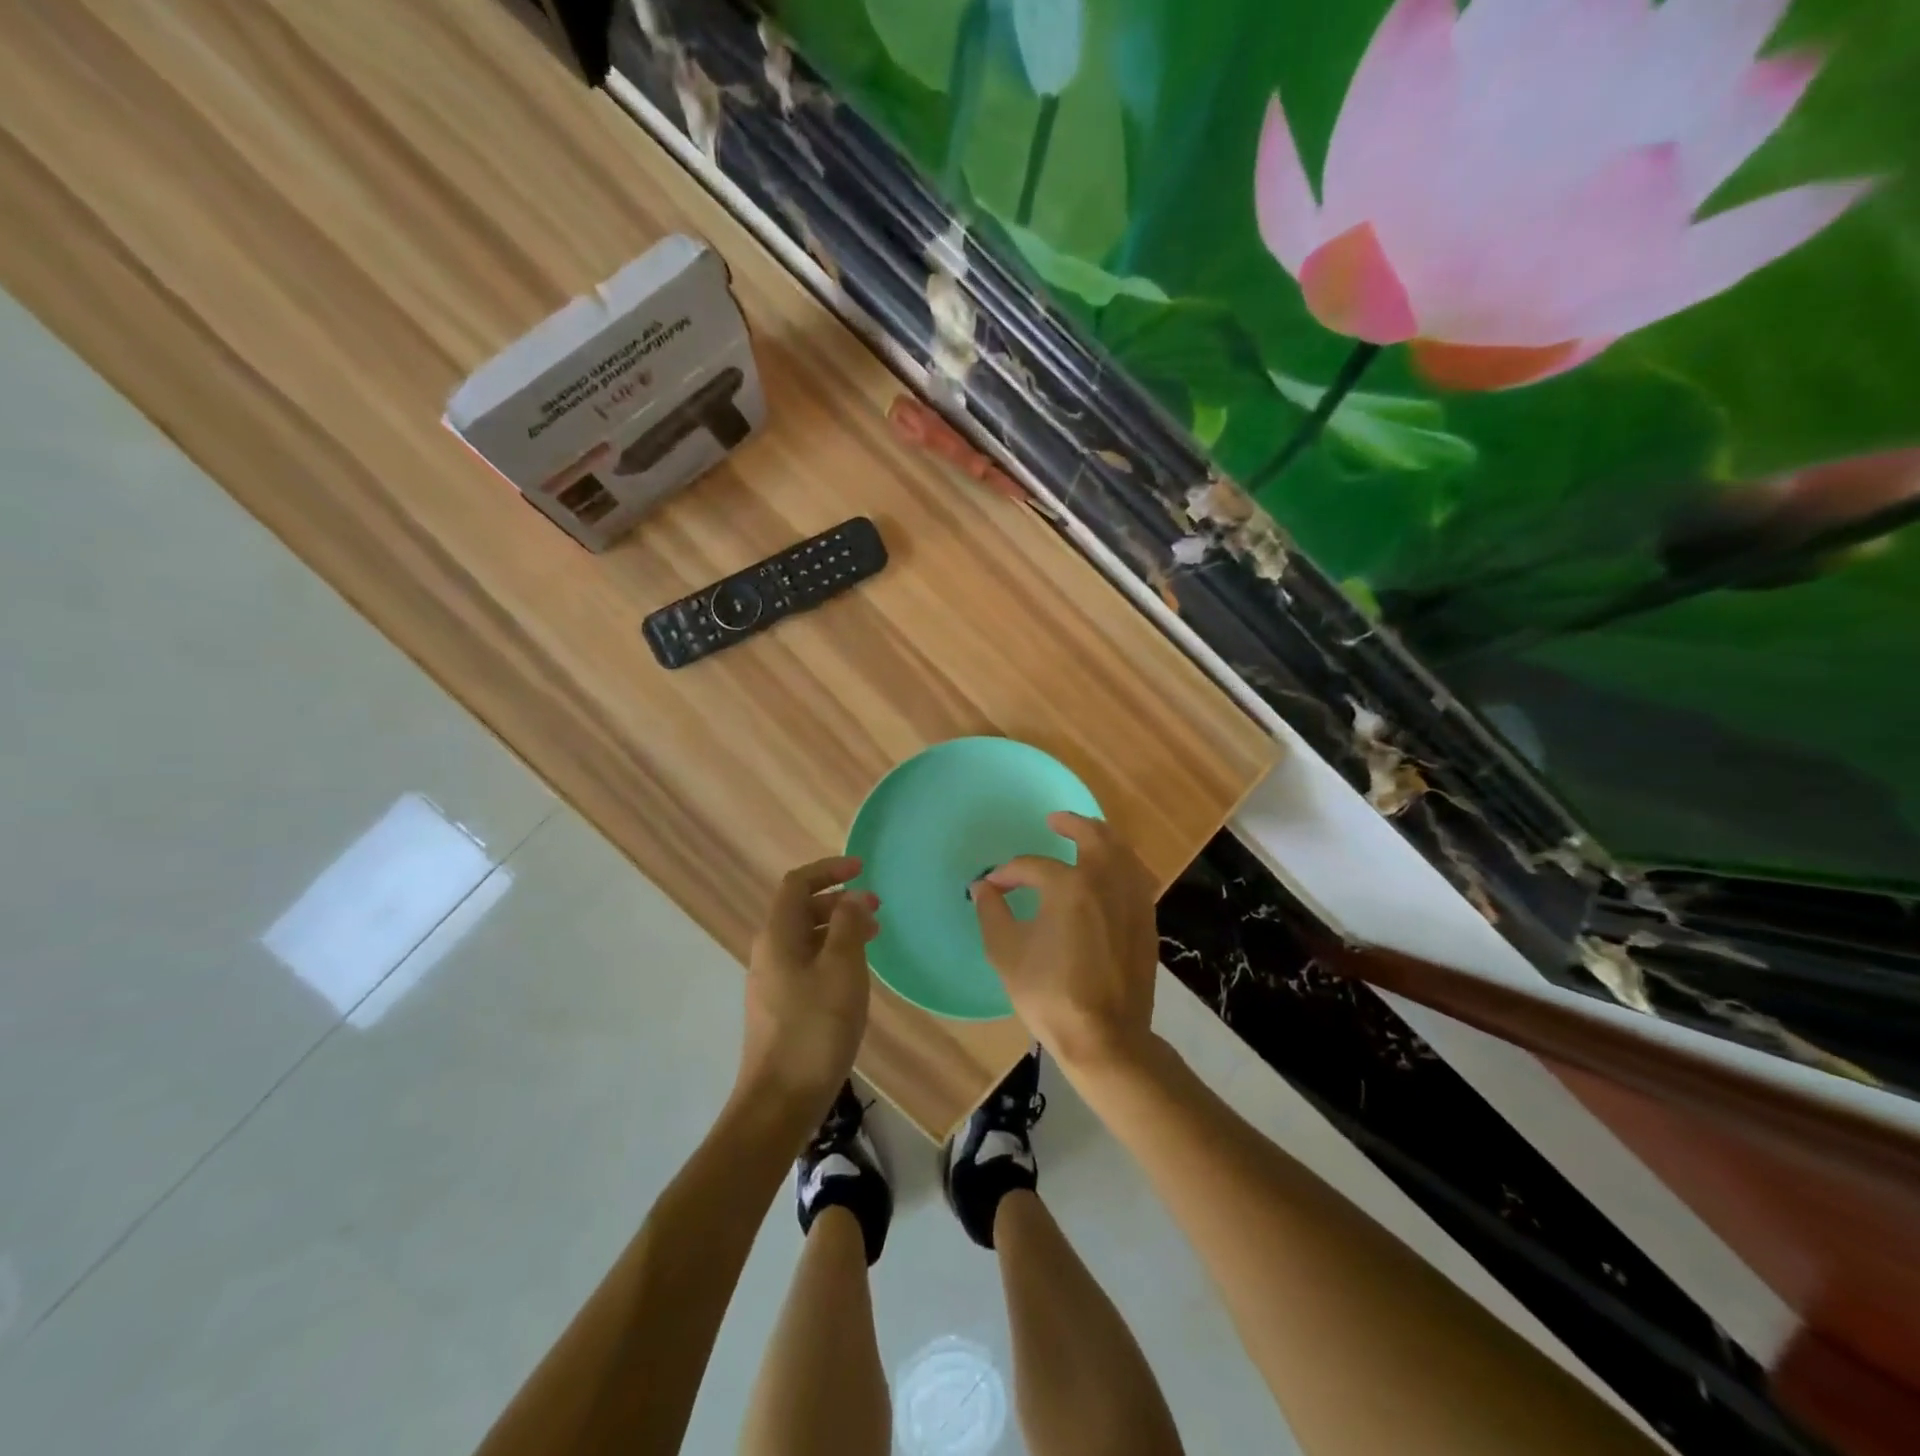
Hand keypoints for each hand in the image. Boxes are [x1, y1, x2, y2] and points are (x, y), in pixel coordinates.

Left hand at [739, 855, 878, 1119]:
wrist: (780, 1101)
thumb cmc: (815, 1028)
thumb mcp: (842, 969)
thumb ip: (848, 926)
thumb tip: (852, 897)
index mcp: (778, 936)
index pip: (798, 884)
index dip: (829, 870)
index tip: (862, 868)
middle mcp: (768, 952)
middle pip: (800, 909)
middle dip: (838, 901)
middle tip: (876, 908)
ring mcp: (771, 981)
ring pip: (805, 938)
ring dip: (837, 928)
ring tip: (873, 937)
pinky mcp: (778, 1007)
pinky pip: (806, 963)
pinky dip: (831, 954)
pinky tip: (854, 974)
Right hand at [971, 813, 1158, 1077]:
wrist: (1106, 1037)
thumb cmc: (1050, 994)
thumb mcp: (1007, 953)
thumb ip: (992, 913)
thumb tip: (983, 887)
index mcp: (1069, 886)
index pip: (1033, 866)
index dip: (1009, 873)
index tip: (994, 885)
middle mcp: (1105, 881)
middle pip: (1093, 836)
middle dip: (1072, 824)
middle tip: (1056, 820)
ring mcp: (1132, 900)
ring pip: (1122, 851)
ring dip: (1102, 837)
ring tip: (1087, 835)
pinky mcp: (1147, 920)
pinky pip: (1136, 875)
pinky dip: (1122, 862)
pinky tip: (1111, 872)